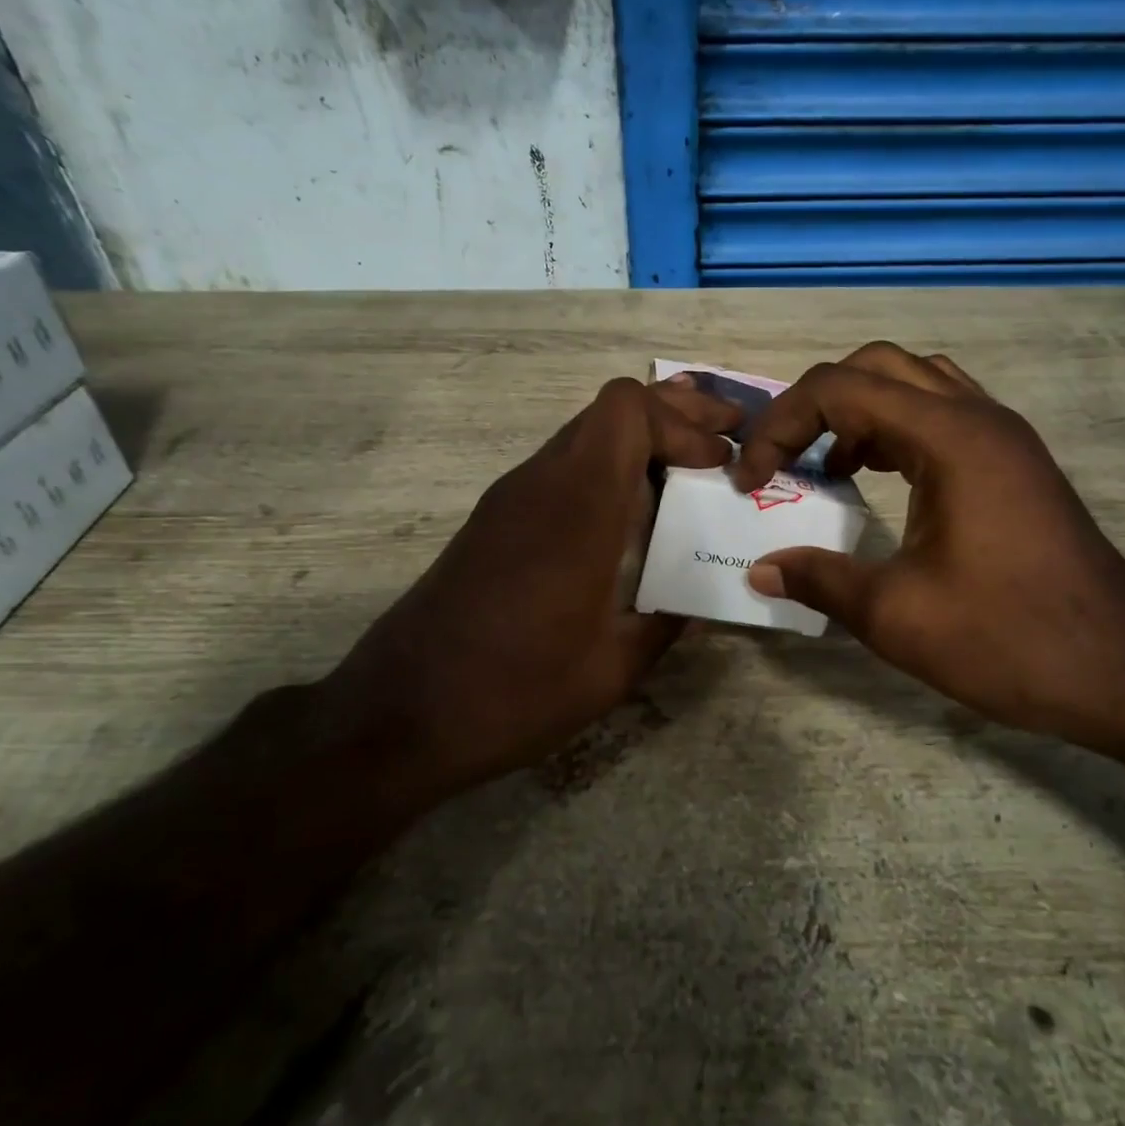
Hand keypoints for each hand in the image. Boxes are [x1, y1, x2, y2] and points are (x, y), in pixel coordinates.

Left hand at [324, 376, 740, 798]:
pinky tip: (633, 513)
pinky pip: (562, 469)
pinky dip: (608, 470)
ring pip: (584, 435)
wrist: (399, 716)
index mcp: (576, 508)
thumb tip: (701, 601)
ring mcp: (510, 499)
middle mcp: (540, 484)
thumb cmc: (515, 692)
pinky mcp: (494, 521)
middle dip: (674, 415)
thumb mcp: (612, 670)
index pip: (626, 410)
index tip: (718, 466)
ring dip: (640, 442)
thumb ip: (667, 623)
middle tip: (725, 440)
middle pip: (609, 410)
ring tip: (692, 469)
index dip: (682, 423)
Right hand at [731, 343, 1124, 746]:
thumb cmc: (1010, 639)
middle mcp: (978, 417)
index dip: (780, 426)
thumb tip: (760, 571)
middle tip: (785, 458)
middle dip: (815, 404)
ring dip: (858, 412)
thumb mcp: (896, 616)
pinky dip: (894, 431)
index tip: (751, 480)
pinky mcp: (1013, 464)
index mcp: (949, 437)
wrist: (1124, 671)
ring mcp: (1003, 437)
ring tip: (827, 466)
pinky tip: (877, 480)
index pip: (839, 389)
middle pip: (876, 367)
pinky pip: (941, 416)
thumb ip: (819, 581)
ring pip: (914, 384)